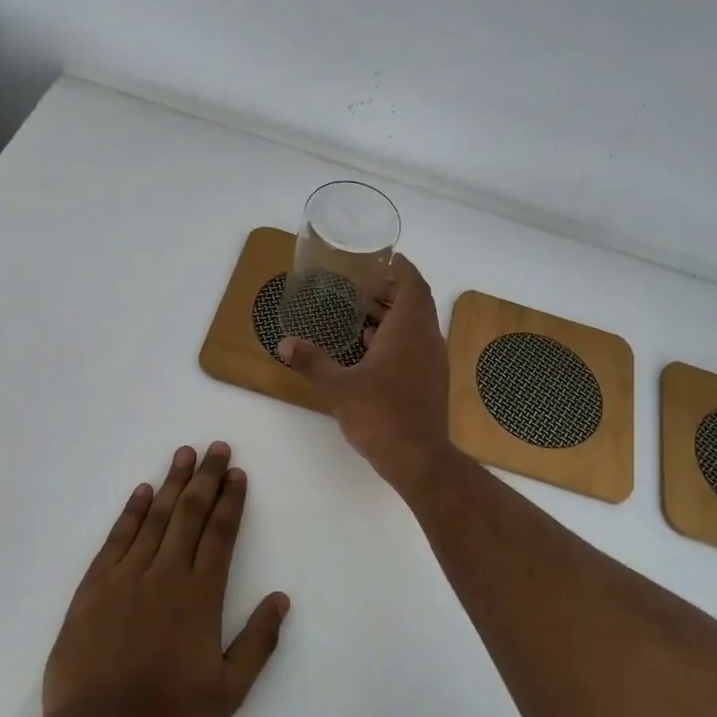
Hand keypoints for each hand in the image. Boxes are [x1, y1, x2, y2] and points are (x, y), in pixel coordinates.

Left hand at [43, 443, 288, 716]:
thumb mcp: (229, 692)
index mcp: (201, 596)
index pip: (221, 534)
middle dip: (206, 478)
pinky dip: (131, 512)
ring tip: (184, 454)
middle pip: (190, 514)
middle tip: (216, 448)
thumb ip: (258, 643)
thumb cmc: (168, 716)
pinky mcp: (94, 587)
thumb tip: (281, 599)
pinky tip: (142, 492)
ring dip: (173, 484)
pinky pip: (117, 539)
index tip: (237, 473)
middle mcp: (166, 575)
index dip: (231, 501)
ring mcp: (127, 577)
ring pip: (155, 518)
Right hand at [277, 253, 455, 496]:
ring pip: (416, 327)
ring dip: (394, 316)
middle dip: (392, 291)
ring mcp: (432, 362)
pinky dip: (397, 339)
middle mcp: (426, 339)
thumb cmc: (380, 413)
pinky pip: (416, 347)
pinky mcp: (431, 382)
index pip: (413, 285)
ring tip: (362, 315)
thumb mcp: (339, 386)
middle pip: (415, 303)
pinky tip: (371, 351)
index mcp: (408, 330)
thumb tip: (284, 343)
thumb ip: (312, 362)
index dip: (403, 268)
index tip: (388, 258)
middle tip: (363, 286)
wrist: (418, 457)